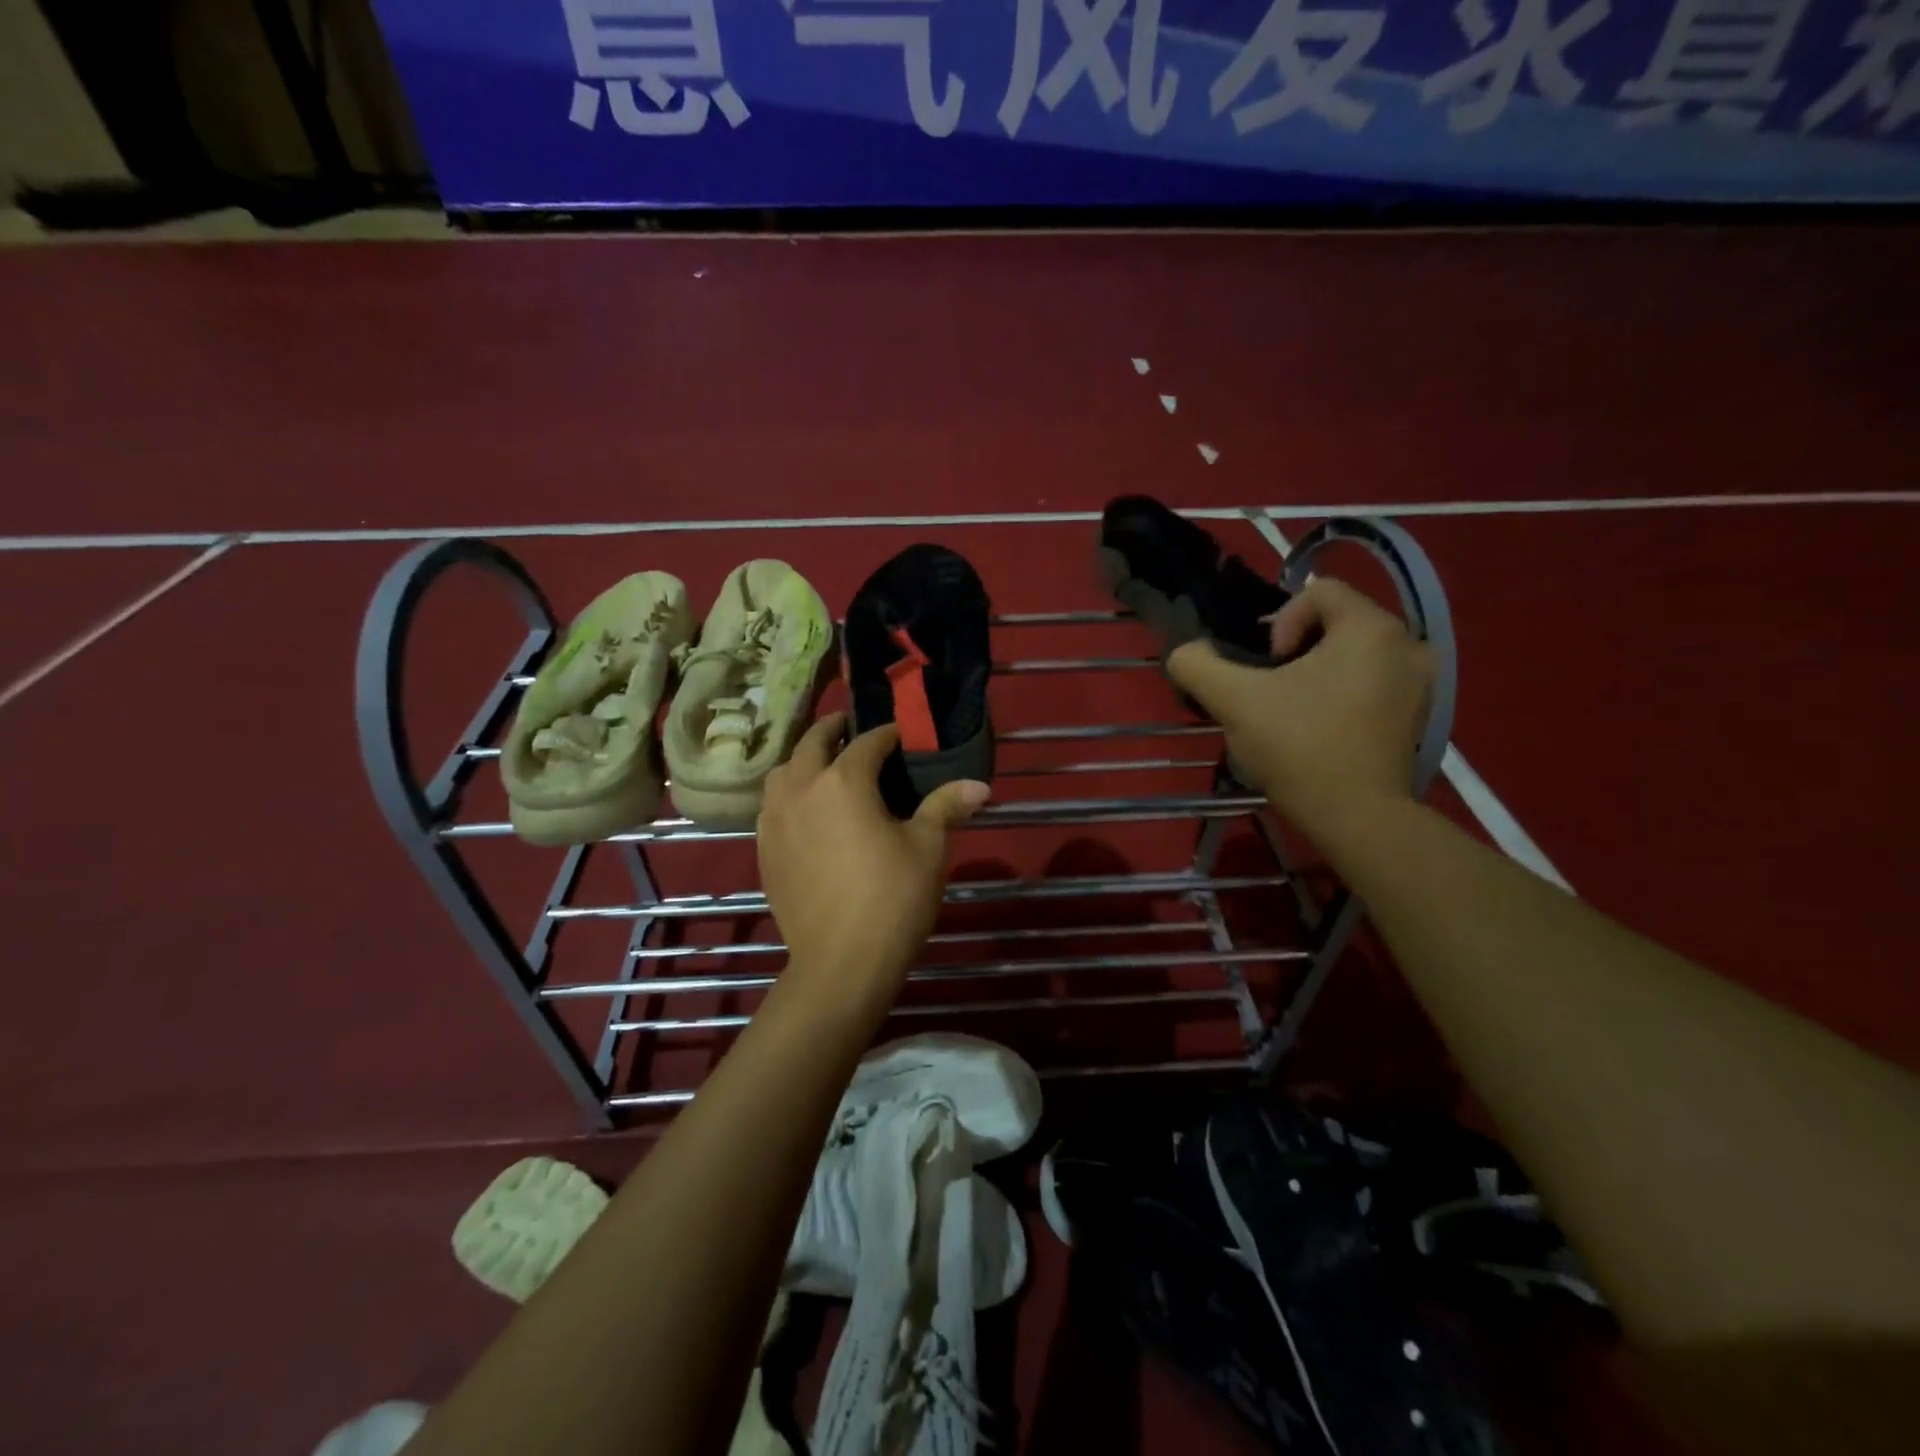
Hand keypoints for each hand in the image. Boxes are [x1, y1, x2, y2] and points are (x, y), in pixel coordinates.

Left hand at [757, 714, 989, 1002]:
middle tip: (852, 729)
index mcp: (843, 781)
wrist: (841, 962)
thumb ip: (946, 807)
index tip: (903, 734)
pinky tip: (805, 810)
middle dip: (834, 730)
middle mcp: (801, 789)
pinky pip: (771, 805)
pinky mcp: (764, 849)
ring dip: (804, 759)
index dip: (888, 734)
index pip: (867, 743)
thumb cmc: (892, 898)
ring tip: (824, 766)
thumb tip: (980, 785)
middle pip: (812, 743)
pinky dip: (788, 793)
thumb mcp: (928, 848)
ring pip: (783, 772)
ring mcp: (775, 820)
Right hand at [1167, 577, 1432, 838]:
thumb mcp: (1233, 700)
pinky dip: (1343, 693)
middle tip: (1272, 690)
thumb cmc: (1299, 746)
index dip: (1281, 622)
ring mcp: (1422, 682)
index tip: (1268, 669)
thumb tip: (1185, 652)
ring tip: (1293, 710)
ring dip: (1318, 672)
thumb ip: (1198, 664)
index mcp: (1371, 628)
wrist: (1355, 817)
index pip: (1318, 591)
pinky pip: (1373, 682)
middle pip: (1337, 623)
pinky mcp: (1420, 715)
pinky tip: (1321, 727)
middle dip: (1297, 650)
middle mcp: (1407, 644)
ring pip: (1354, 655)